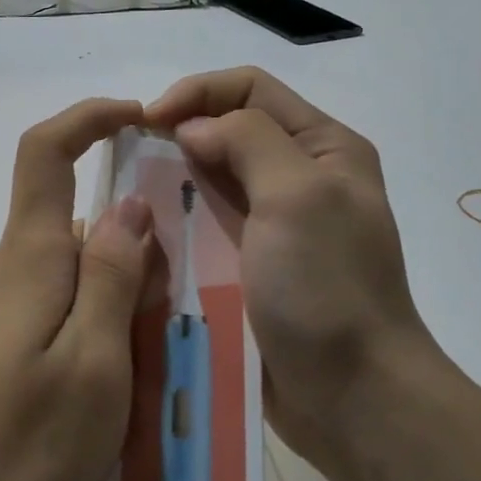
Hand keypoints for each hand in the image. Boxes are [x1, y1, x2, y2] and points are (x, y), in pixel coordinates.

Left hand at [0, 99, 161, 480]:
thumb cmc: (29, 439)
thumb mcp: (95, 360)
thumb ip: (111, 276)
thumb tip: (127, 204)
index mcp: (29, 256)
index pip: (46, 152)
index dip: (88, 118)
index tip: (140, 118)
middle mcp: (5, 264)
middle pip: (73, 222)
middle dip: (126, 249)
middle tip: (159, 319)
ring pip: (67, 268)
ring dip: (109, 295)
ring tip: (134, 366)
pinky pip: (49, 301)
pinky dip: (85, 319)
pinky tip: (98, 380)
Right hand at [146, 67, 439, 467]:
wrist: (350, 392)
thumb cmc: (326, 287)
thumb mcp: (297, 195)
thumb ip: (246, 141)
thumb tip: (193, 127)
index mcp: (324, 148)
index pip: (251, 89)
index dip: (197, 92)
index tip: (146, 119)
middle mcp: (300, 177)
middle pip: (229, 131)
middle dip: (179, 133)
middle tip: (130, 156)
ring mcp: (274, 225)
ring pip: (212, 180)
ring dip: (173, 179)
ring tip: (132, 194)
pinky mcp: (250, 265)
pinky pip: (206, 226)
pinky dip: (177, 220)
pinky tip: (148, 231)